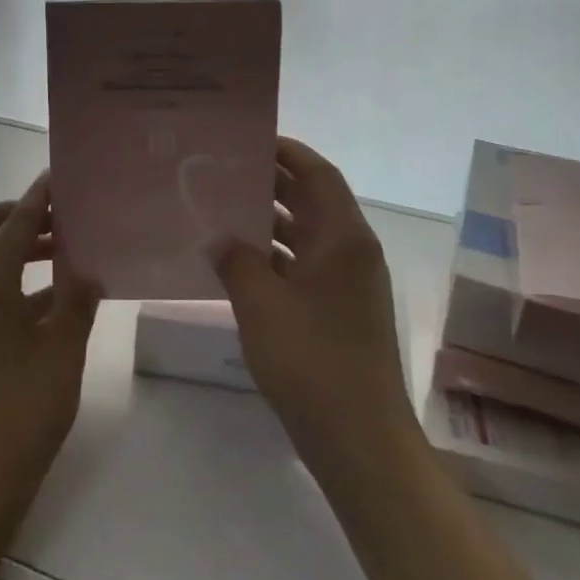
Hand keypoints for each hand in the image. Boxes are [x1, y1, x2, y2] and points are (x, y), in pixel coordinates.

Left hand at [0, 174, 99, 513]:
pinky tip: (54, 296)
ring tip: (62, 250)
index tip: (61, 176)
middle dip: (14, 214)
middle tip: (56, 217)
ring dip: (14, 245)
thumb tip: (89, 269)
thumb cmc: (21, 406)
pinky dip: (14, 278)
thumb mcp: (62, 348)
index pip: (15, 220)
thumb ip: (77, 299)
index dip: (39, 196)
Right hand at [210, 138, 411, 471]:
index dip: (287, 152)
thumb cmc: (312, 361)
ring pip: (306, 235)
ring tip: (220, 210)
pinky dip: (274, 257)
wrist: (360, 439)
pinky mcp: (339, 311)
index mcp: (343, 238)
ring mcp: (348, 284)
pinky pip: (303, 266)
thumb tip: (218, 238)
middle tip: (222, 173)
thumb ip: (236, 260)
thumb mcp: (261, 304)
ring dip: (268, 222)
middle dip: (270, 184)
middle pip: (312, 201)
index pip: (318, 174)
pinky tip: (236, 262)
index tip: (247, 141)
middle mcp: (352, 252)